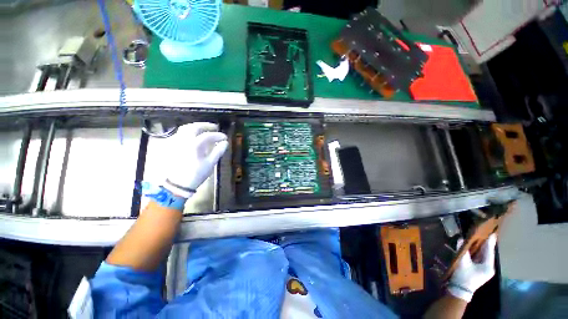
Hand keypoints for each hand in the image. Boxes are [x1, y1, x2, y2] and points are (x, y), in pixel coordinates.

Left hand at [162, 123, 227, 198]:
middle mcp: (184, 140)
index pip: (208, 135)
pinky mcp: (173, 147)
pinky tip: (195, 136)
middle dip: (205, 125)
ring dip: (196, 127)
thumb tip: (225, 143)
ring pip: (185, 129)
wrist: (178, 184)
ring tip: (205, 129)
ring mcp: (177, 143)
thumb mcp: (210, 164)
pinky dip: (189, 132)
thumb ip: (218, 151)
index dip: (218, 135)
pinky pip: (181, 134)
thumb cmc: (196, 174)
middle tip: (215, 127)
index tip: (225, 137)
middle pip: (194, 127)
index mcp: (194, 145)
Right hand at [448, 234, 496, 301]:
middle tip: (483, 231)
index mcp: (488, 266)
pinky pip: (479, 257)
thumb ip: (462, 250)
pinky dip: (477, 251)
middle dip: (485, 243)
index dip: (489, 241)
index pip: (489, 250)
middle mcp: (489, 267)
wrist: (459, 290)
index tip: (491, 231)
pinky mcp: (479, 270)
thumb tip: (460, 239)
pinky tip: (473, 246)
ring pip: (483, 255)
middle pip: (487, 252)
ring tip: (478, 236)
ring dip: (480, 246)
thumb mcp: (462, 262)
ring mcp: (484, 269)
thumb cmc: (463, 276)